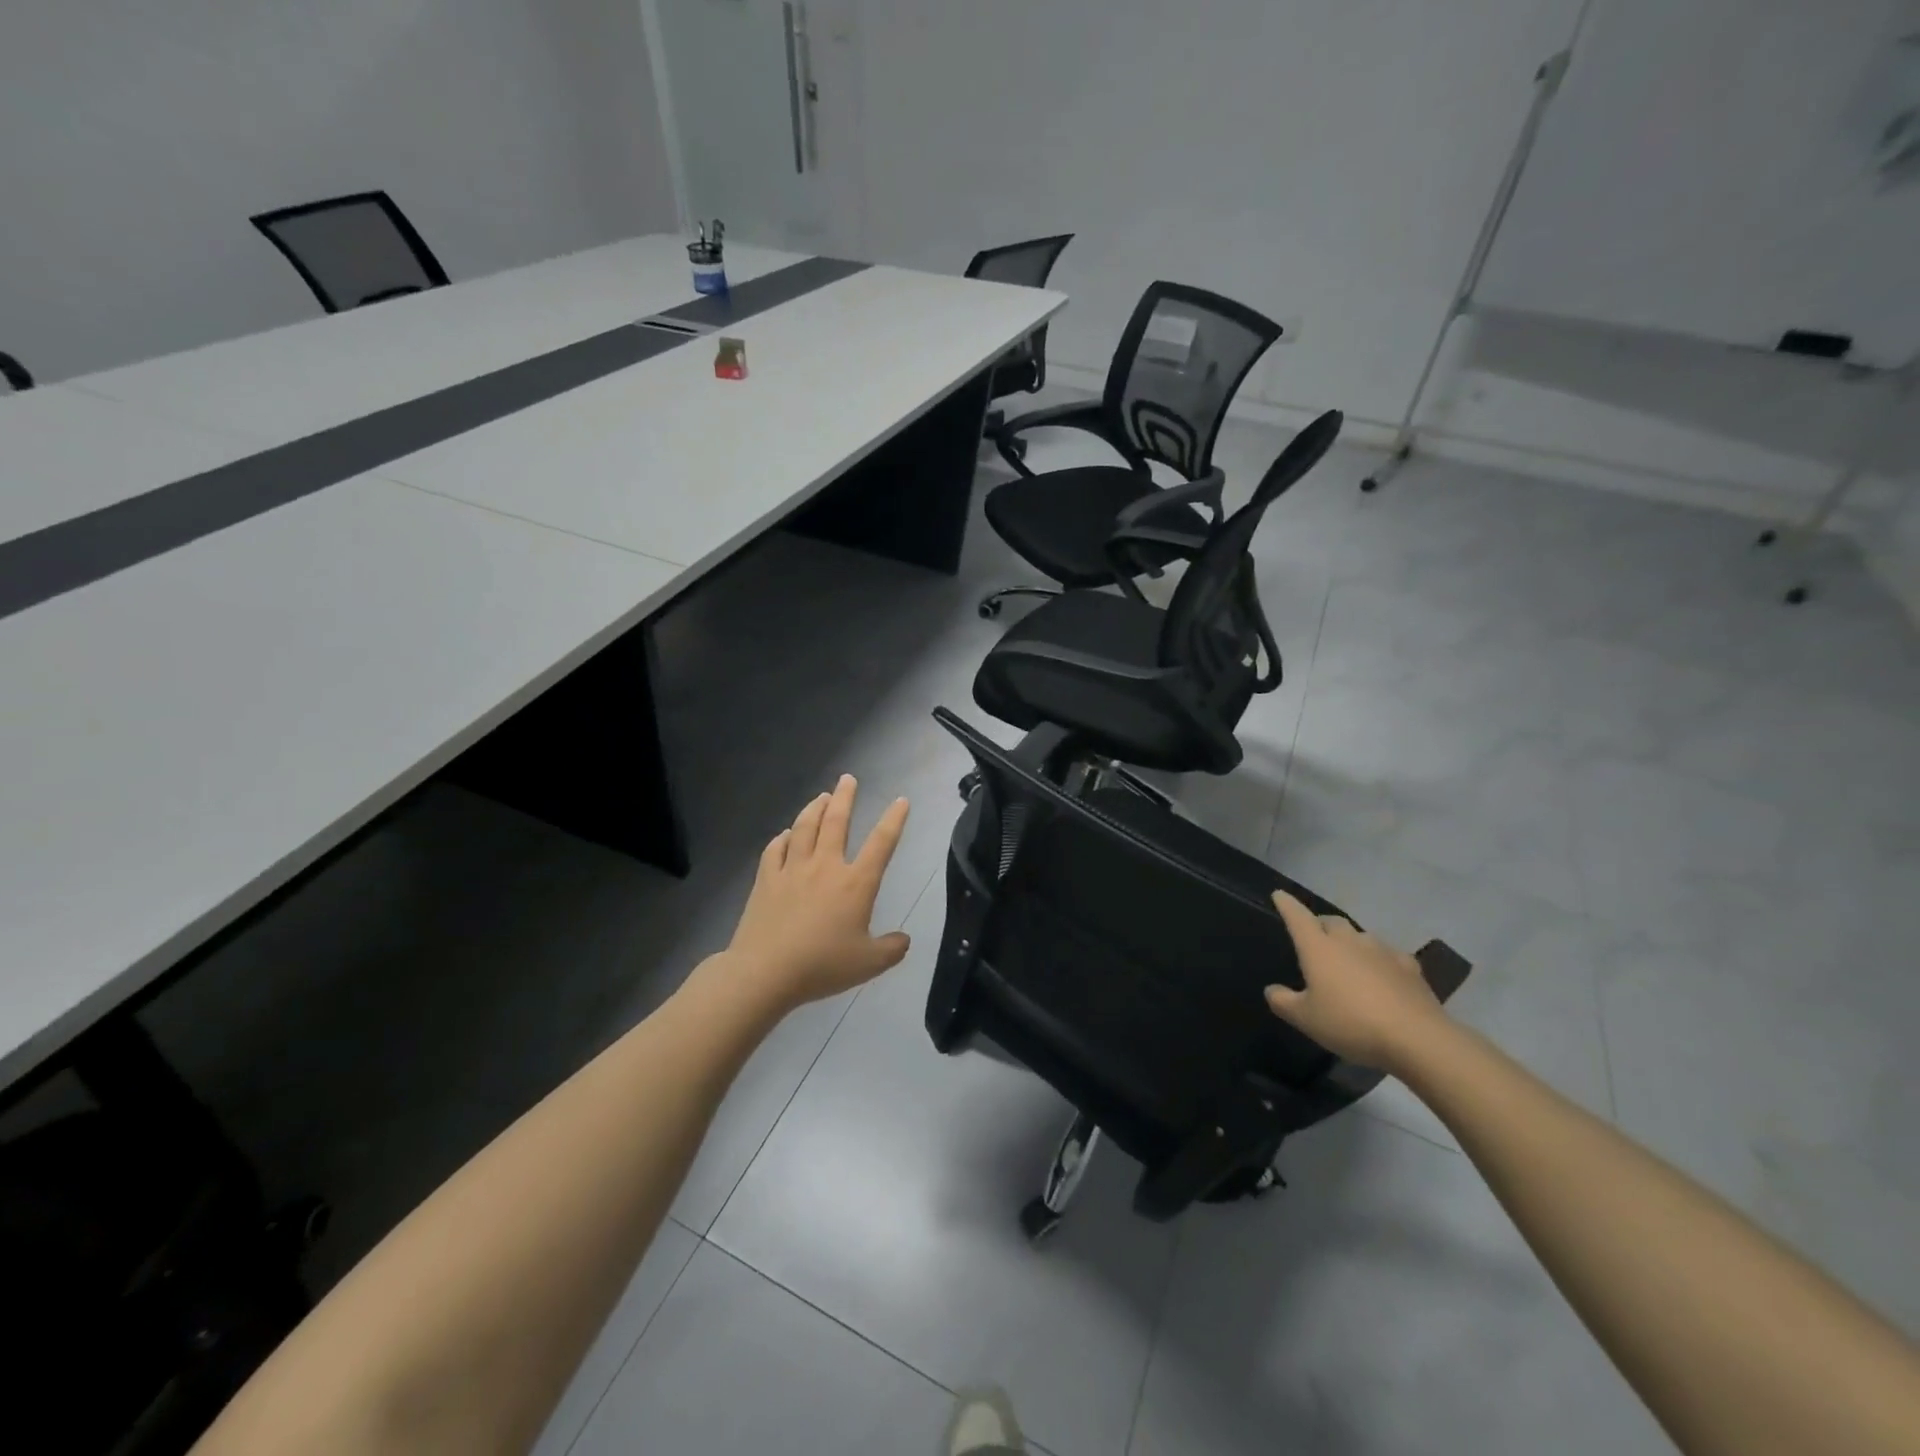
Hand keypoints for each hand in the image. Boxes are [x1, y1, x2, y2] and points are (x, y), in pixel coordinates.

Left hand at [722, 775, 911, 1009]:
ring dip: (815, 808)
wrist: (766, 971)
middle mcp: (825, 866)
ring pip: (805, 827)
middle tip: (848, 778)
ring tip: (822, 796)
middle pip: (836, 821)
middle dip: (845, 797)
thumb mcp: (869, 964)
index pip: (881, 843)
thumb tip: (904, 939)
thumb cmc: (822, 966)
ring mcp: (792, 869)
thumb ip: (891, 949)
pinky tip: (786, 834)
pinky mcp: (766, 879)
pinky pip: (775, 849)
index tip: (900, 801)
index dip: (894, 820)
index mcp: (855, 883)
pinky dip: (783, 837)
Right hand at [1264, 890, 1447, 1071]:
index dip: (1286, 904)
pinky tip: (1382, 975)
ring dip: (1350, 942)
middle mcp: (1349, 941)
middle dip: (1320, 924)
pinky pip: (1388, 955)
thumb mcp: (1305, 1019)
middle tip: (1315, 937)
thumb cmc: (1351, 1023)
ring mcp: (1382, 951)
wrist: (1417, 1038)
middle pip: (1332, 921)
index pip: (1297, 916)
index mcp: (1319, 948)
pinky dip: (1379, 960)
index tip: (1279, 895)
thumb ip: (1282, 1002)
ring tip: (1348, 961)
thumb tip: (1272, 990)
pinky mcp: (1409, 967)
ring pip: (1361, 936)